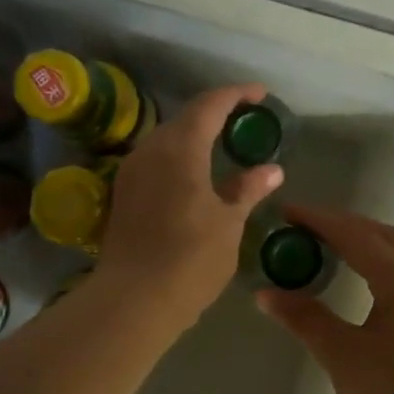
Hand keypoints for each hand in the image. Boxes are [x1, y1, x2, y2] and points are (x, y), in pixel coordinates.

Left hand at [94, 83, 283, 328]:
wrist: (132, 300)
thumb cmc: (190, 259)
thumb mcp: (228, 224)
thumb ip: (247, 190)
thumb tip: (271, 170)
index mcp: (180, 148)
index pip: (209, 105)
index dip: (235, 94)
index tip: (258, 93)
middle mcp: (150, 150)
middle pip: (184, 118)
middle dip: (214, 113)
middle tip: (242, 120)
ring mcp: (131, 172)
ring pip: (165, 139)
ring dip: (193, 136)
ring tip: (220, 145)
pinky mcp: (122, 194)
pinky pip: (154, 160)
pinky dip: (177, 157)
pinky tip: (192, 176)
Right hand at [258, 205, 393, 393]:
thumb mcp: (342, 355)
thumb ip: (306, 318)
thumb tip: (266, 294)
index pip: (357, 236)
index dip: (321, 221)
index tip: (289, 211)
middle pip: (388, 237)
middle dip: (349, 225)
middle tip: (312, 226)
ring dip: (378, 240)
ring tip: (348, 243)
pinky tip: (381, 280)